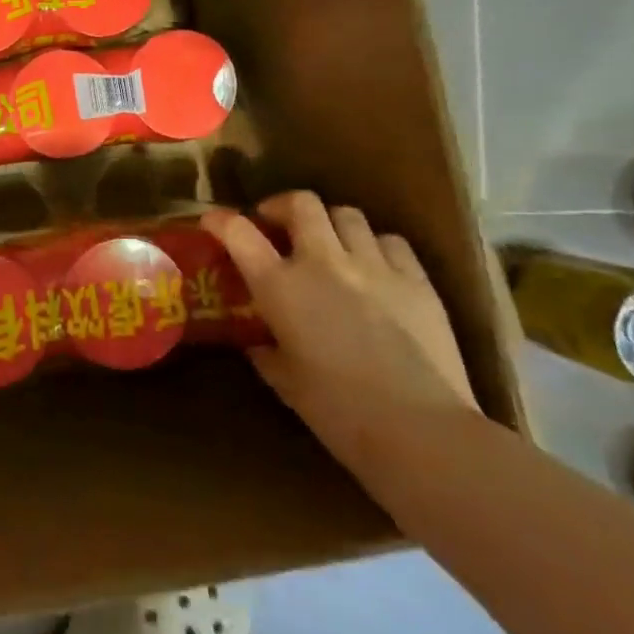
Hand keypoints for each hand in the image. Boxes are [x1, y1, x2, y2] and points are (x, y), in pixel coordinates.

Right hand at [203, 193, 475, 472]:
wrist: (420, 430)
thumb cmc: (337, 411)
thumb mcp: (284, 381)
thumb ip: (265, 351)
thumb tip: (258, 342)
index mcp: (280, 286)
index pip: (239, 232)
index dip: (221, 220)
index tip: (213, 220)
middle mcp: (323, 262)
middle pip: (301, 203)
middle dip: (283, 206)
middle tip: (278, 225)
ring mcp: (373, 266)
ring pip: (347, 215)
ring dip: (330, 224)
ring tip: (330, 245)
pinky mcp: (417, 279)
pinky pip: (390, 241)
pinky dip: (374, 245)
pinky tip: (374, 267)